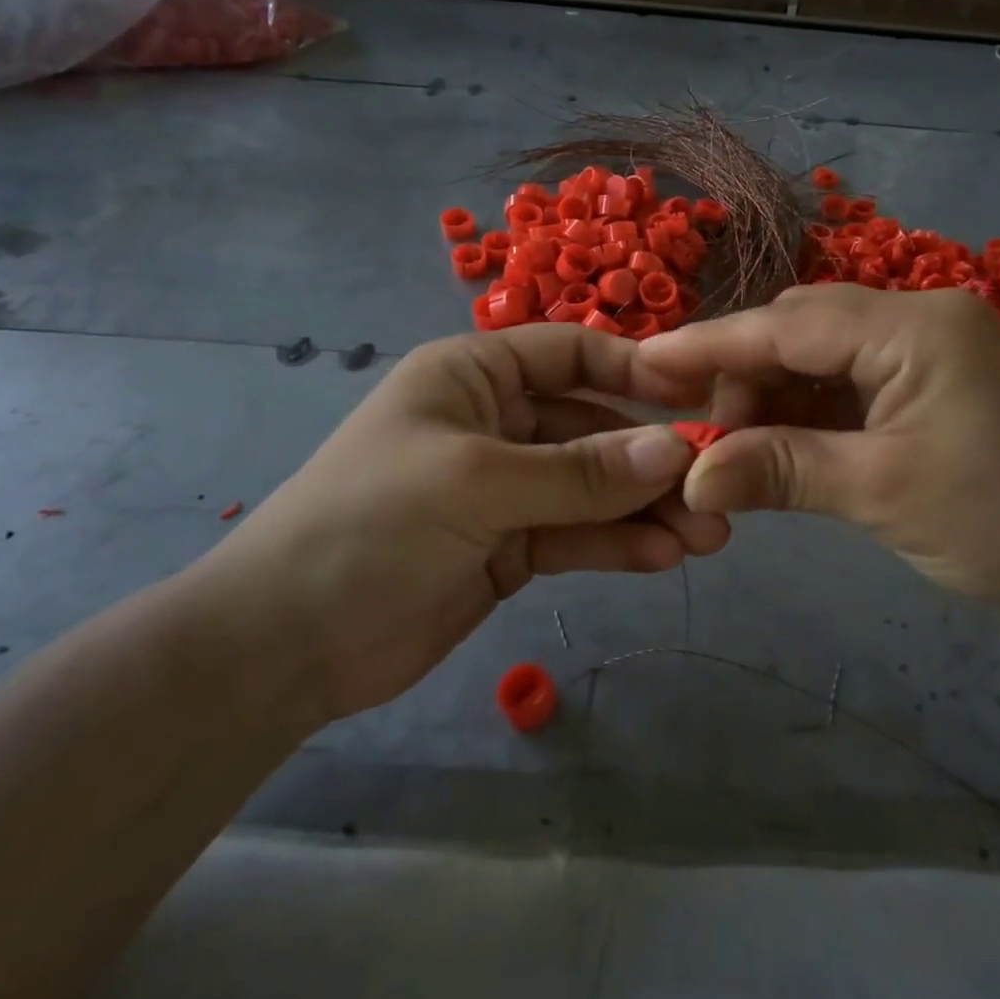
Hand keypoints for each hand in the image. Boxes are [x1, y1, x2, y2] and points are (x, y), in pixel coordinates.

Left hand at [190, 326, 727, 722]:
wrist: (285, 644)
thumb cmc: (370, 525)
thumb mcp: (477, 484)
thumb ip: (580, 473)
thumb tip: (676, 451)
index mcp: (475, 376)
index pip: (571, 354)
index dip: (635, 372)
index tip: (697, 400)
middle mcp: (496, 422)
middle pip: (592, 428)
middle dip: (650, 460)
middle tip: (714, 492)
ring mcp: (505, 488)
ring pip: (592, 488)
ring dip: (646, 509)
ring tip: (706, 535)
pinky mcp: (511, 546)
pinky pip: (577, 534)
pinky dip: (617, 544)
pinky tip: (662, 558)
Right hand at [638, 285, 999, 625]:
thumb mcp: (879, 493)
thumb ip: (779, 471)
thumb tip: (689, 479)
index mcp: (914, 326)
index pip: (788, 324)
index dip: (711, 345)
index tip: (644, 364)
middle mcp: (918, 317)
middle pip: (801, 330)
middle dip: (744, 376)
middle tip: (702, 436)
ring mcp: (926, 348)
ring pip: (820, 355)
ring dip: (772, 398)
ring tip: (736, 450)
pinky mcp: (928, 382)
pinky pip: (848, 382)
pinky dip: (807, 412)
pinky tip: (779, 446)